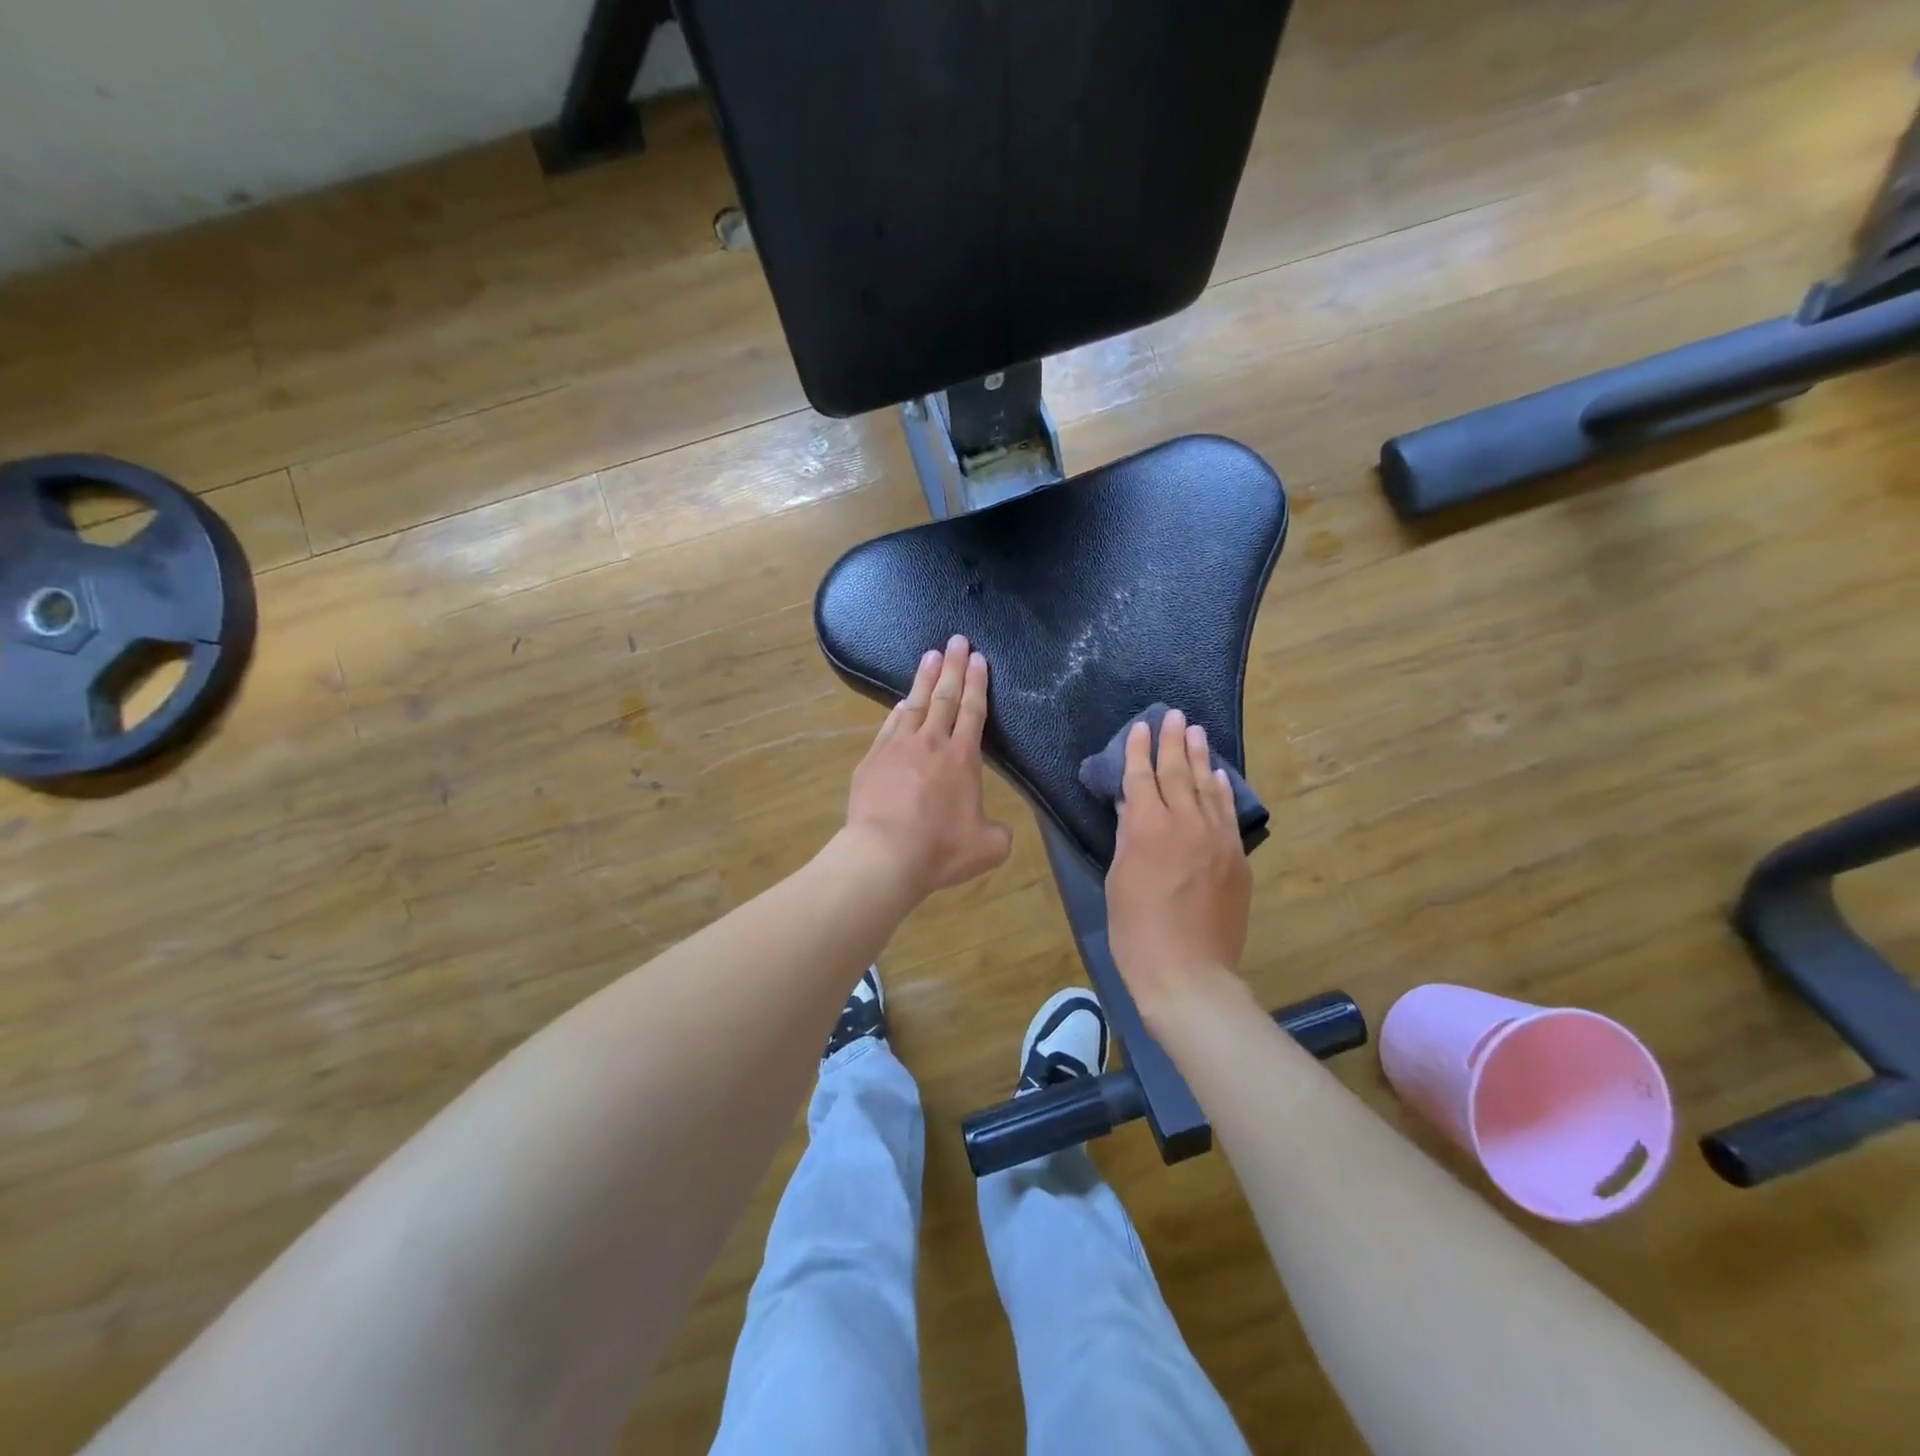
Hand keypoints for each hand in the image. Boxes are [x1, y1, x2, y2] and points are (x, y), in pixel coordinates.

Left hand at [843, 635, 1013, 899]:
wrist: (884, 854)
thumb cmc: (940, 850)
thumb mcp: (988, 848)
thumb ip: (998, 833)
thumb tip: (998, 830)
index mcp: (963, 757)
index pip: (973, 710)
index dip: (977, 682)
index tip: (978, 658)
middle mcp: (931, 743)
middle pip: (944, 696)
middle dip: (953, 666)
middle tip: (956, 639)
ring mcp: (897, 748)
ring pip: (914, 703)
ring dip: (924, 678)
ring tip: (930, 655)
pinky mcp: (872, 760)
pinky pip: (889, 726)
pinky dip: (898, 710)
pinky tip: (901, 703)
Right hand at [1106, 708, 1252, 1019]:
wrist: (1188, 973)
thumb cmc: (1136, 930)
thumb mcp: (1119, 878)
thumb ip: (1128, 834)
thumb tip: (1133, 803)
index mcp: (1147, 827)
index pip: (1142, 777)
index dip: (1140, 750)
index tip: (1141, 727)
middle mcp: (1185, 823)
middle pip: (1178, 772)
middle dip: (1173, 741)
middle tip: (1174, 715)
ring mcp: (1216, 839)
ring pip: (1207, 787)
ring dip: (1200, 757)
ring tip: (1196, 733)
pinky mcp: (1236, 858)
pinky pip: (1227, 813)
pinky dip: (1221, 790)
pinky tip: (1217, 775)